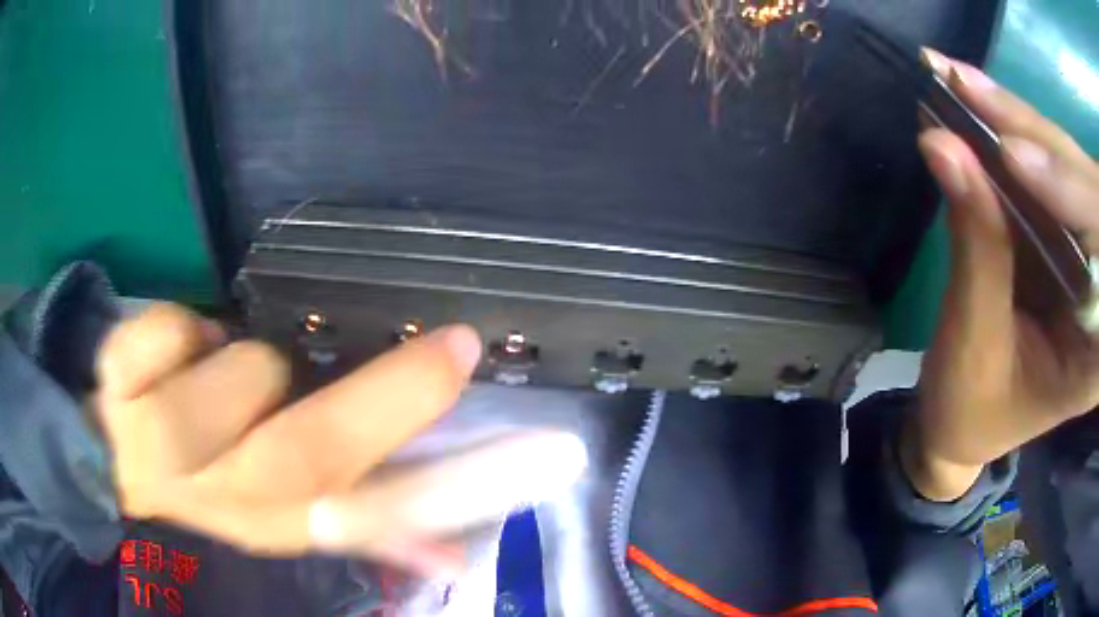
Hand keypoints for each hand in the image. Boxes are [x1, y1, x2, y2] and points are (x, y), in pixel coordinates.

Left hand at [95, 304, 585, 575]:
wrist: (105, 472)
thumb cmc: (202, 488)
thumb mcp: (280, 516)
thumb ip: (363, 529)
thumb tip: (452, 557)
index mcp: (270, 524)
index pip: (372, 512)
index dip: (448, 479)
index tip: (514, 424)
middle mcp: (219, 499)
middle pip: (307, 453)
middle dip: (386, 400)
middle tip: (449, 353)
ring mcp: (155, 445)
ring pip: (232, 378)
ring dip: (242, 365)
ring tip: (227, 370)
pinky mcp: (113, 391)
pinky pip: (160, 333)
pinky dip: (173, 330)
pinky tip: (172, 353)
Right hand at [905, 50, 1098, 500]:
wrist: (965, 420)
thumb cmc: (970, 410)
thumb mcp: (975, 346)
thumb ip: (978, 248)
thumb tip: (943, 144)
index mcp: (1097, 349)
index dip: (1072, 193)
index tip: (1014, 156)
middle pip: (1090, 192)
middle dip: (1040, 139)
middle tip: (969, 89)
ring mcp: (1088, 256)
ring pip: (1070, 165)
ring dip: (1019, 121)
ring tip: (961, 84)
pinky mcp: (1067, 231)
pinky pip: (1051, 167)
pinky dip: (1014, 130)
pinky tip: (977, 101)